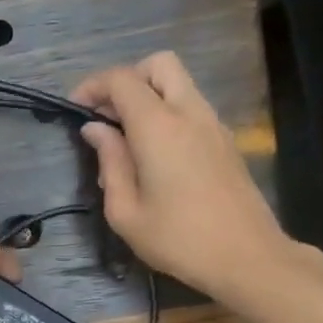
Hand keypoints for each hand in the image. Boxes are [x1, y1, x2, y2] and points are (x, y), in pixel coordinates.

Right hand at [73, 52, 293, 303]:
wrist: (247, 257)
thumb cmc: (178, 239)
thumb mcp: (126, 211)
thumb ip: (109, 162)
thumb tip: (96, 130)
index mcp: (158, 126)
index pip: (122, 80)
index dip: (93, 86)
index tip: (76, 109)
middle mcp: (189, 113)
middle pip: (158, 65)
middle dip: (127, 80)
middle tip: (108, 116)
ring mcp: (213, 124)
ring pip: (179, 84)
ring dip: (150, 97)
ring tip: (128, 139)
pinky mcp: (226, 142)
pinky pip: (192, 108)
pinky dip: (168, 114)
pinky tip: (155, 154)